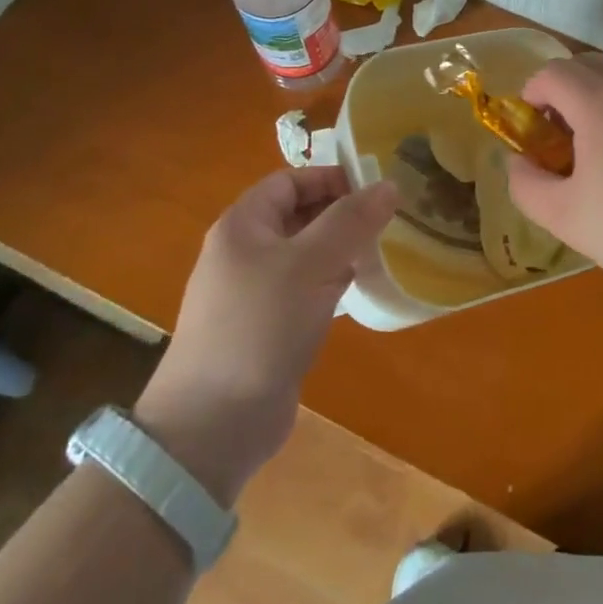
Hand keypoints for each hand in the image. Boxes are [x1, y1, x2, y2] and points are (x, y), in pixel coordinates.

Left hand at [134, 167, 396, 506]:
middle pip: (299, 215)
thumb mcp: (312, 264)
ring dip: (341, 249)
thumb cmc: (260, 327)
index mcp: (243, 226)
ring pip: (306, 254)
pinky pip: (305, 289)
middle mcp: (245, 252)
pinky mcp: (267, 327)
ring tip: (383, 250)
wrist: (213, 425)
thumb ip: (351, 221)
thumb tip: (389, 185)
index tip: (376, 189)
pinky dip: (332, 283)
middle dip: (342, 213)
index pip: (290, 181)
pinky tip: (360, 291)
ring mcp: (254, 292)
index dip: (331, 178)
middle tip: (388, 219)